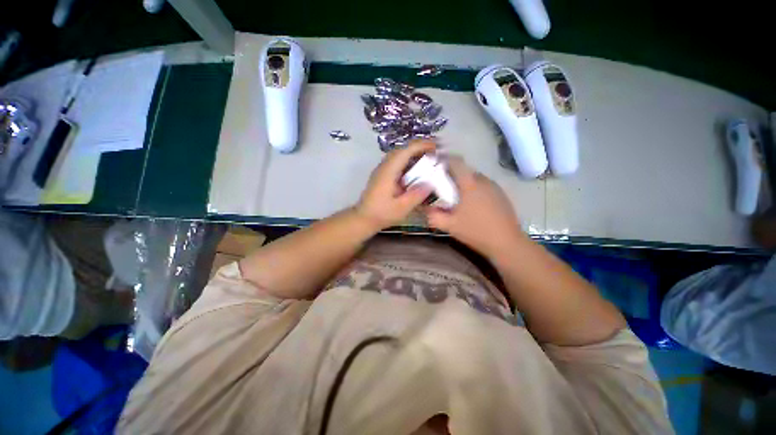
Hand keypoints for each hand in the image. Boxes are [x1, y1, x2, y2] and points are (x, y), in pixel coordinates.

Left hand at [355, 140, 435, 229]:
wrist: (363, 218)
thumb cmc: (381, 214)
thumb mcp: (401, 208)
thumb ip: (416, 195)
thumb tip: (431, 183)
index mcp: (388, 172)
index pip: (405, 151)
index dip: (421, 145)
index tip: (436, 147)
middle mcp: (384, 166)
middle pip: (402, 149)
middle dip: (419, 147)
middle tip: (435, 153)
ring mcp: (382, 170)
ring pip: (399, 155)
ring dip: (413, 153)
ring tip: (428, 159)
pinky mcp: (383, 175)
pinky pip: (397, 162)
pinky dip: (408, 161)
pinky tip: (416, 171)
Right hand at [425, 156, 524, 257]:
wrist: (507, 243)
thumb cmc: (476, 231)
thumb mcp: (450, 225)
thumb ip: (433, 215)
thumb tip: (424, 207)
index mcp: (470, 184)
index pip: (456, 162)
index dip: (444, 159)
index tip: (434, 163)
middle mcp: (483, 181)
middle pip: (465, 170)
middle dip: (452, 174)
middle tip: (441, 185)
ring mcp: (494, 187)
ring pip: (474, 178)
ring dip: (463, 182)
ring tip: (456, 195)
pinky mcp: (501, 195)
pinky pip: (483, 185)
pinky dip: (474, 189)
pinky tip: (471, 203)